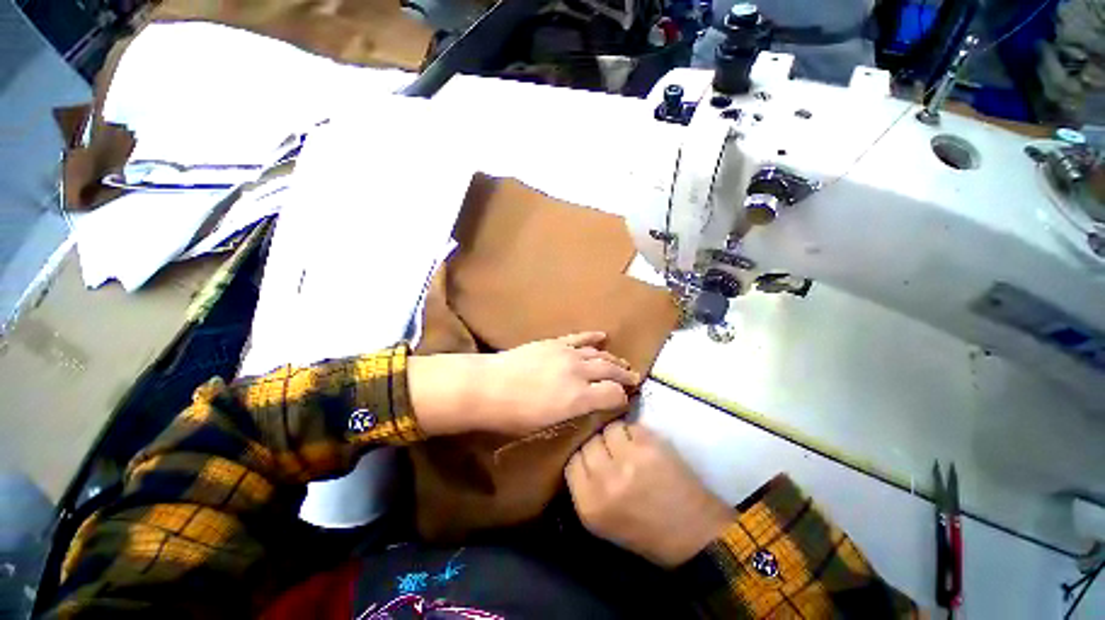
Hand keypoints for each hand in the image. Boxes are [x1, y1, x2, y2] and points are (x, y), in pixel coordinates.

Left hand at [409, 332, 640, 435]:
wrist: (484, 387)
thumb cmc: (512, 417)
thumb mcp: (546, 426)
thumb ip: (572, 415)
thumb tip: (588, 409)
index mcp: (579, 399)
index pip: (613, 395)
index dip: (622, 399)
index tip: (625, 403)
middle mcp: (579, 373)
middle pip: (611, 371)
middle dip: (625, 376)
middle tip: (634, 381)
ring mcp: (566, 354)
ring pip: (599, 354)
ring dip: (613, 359)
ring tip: (622, 364)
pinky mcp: (552, 343)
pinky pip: (579, 338)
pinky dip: (593, 338)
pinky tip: (603, 337)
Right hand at [565, 421, 736, 567]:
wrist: (691, 532)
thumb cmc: (646, 535)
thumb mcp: (602, 525)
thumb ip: (586, 494)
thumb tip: (582, 463)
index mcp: (588, 505)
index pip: (571, 464)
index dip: (582, 458)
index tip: (592, 460)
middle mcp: (604, 481)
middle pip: (587, 444)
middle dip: (596, 446)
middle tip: (609, 452)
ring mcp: (628, 461)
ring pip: (608, 430)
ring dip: (615, 436)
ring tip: (626, 447)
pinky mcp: (652, 447)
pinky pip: (631, 427)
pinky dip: (634, 433)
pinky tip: (643, 446)